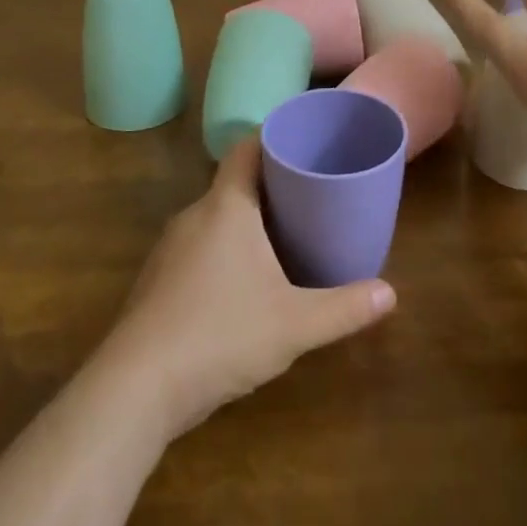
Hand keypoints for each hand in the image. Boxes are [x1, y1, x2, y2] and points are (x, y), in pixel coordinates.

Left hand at [96, 136, 396, 440]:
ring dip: (246, 220)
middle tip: (310, 193)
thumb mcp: (294, 324)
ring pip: (215, 218)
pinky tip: (243, 282)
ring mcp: (169, 249)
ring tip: (284, 235)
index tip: (304, 139)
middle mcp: (194, 216)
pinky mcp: (156, 281)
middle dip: (271, 185)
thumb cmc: (221, 335)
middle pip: (234, 183)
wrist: (135, 389)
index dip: (274, 136)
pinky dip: (224, 249)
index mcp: (226, 207)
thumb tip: (391, 294)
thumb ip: (344, 308)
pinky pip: (198, 246)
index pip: (246, 148)